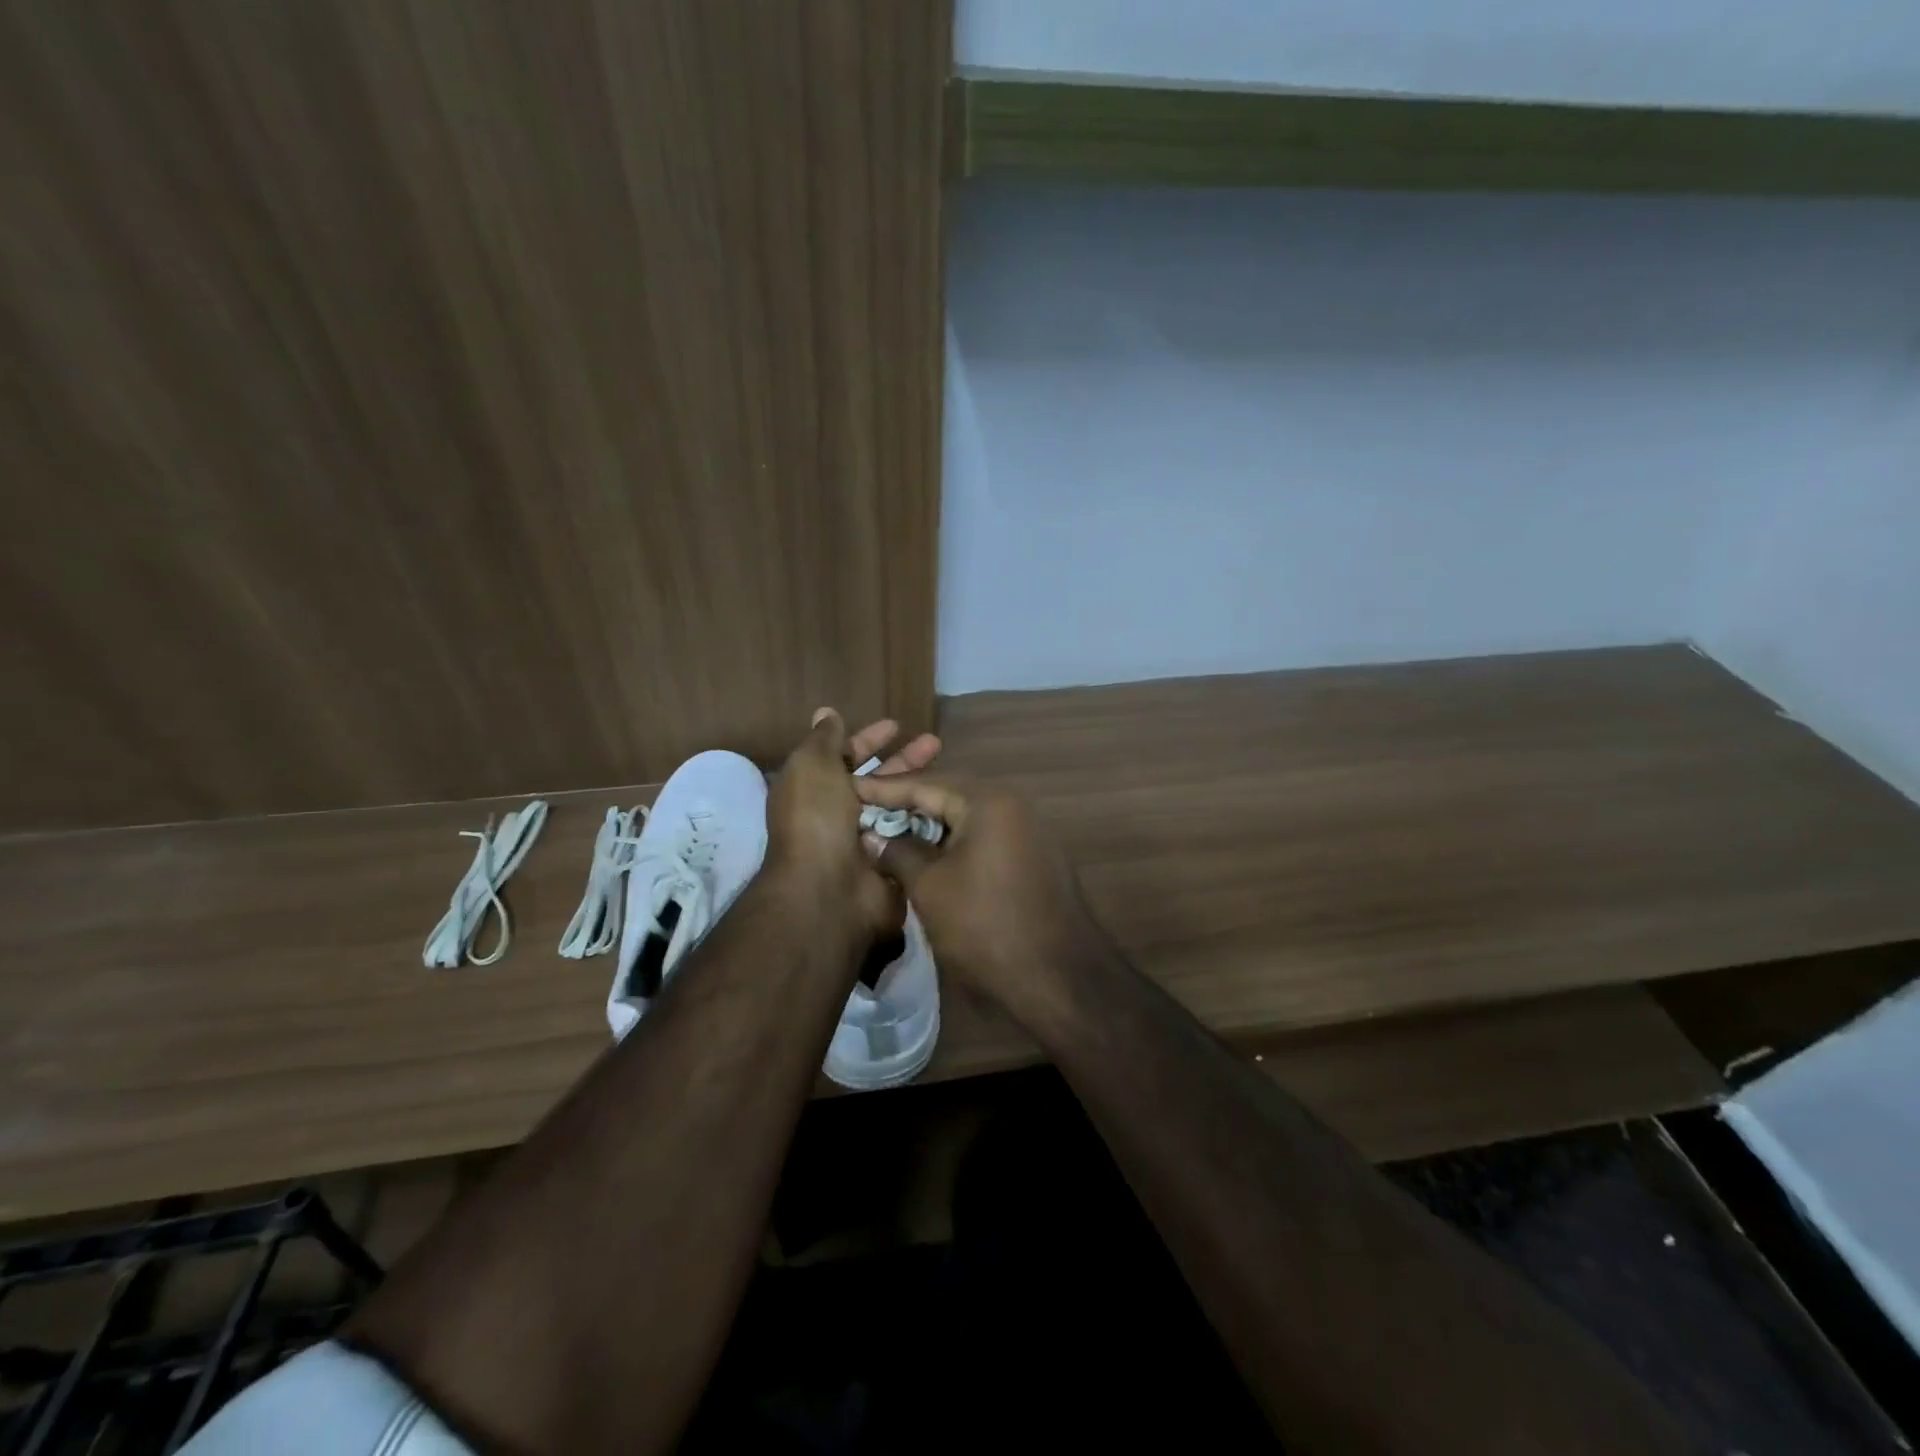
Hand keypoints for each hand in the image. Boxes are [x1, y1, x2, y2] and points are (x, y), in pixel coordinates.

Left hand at [764, 709, 940, 941]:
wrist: (829, 889)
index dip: (869, 739)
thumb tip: (826, 713)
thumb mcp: (812, 766)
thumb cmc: (816, 819)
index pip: (846, 757)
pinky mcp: (892, 862)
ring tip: (950, 770)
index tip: (898, 725)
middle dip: (905, 759)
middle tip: (936, 743)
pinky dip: (928, 819)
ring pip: (899, 806)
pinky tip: (952, 803)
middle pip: (878, 780)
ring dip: (921, 787)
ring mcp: (868, 840)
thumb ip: (823, 739)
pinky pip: (913, 834)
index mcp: (816, 790)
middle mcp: (840, 814)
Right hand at [849, 773, 1106, 1021]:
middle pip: (948, 796)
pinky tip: (927, 858)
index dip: (883, 788)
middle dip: (906, 806)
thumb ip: (898, 852)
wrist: (1059, 978)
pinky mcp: (1034, 859)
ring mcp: (1028, 832)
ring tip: (889, 834)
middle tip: (865, 811)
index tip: (848, 788)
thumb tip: (873, 835)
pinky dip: (954, 845)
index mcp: (988, 801)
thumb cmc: (986, 926)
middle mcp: (1013, 805)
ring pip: (967, 820)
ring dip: (929, 827)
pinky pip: (985, 839)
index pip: (925, 784)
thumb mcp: (930, 888)